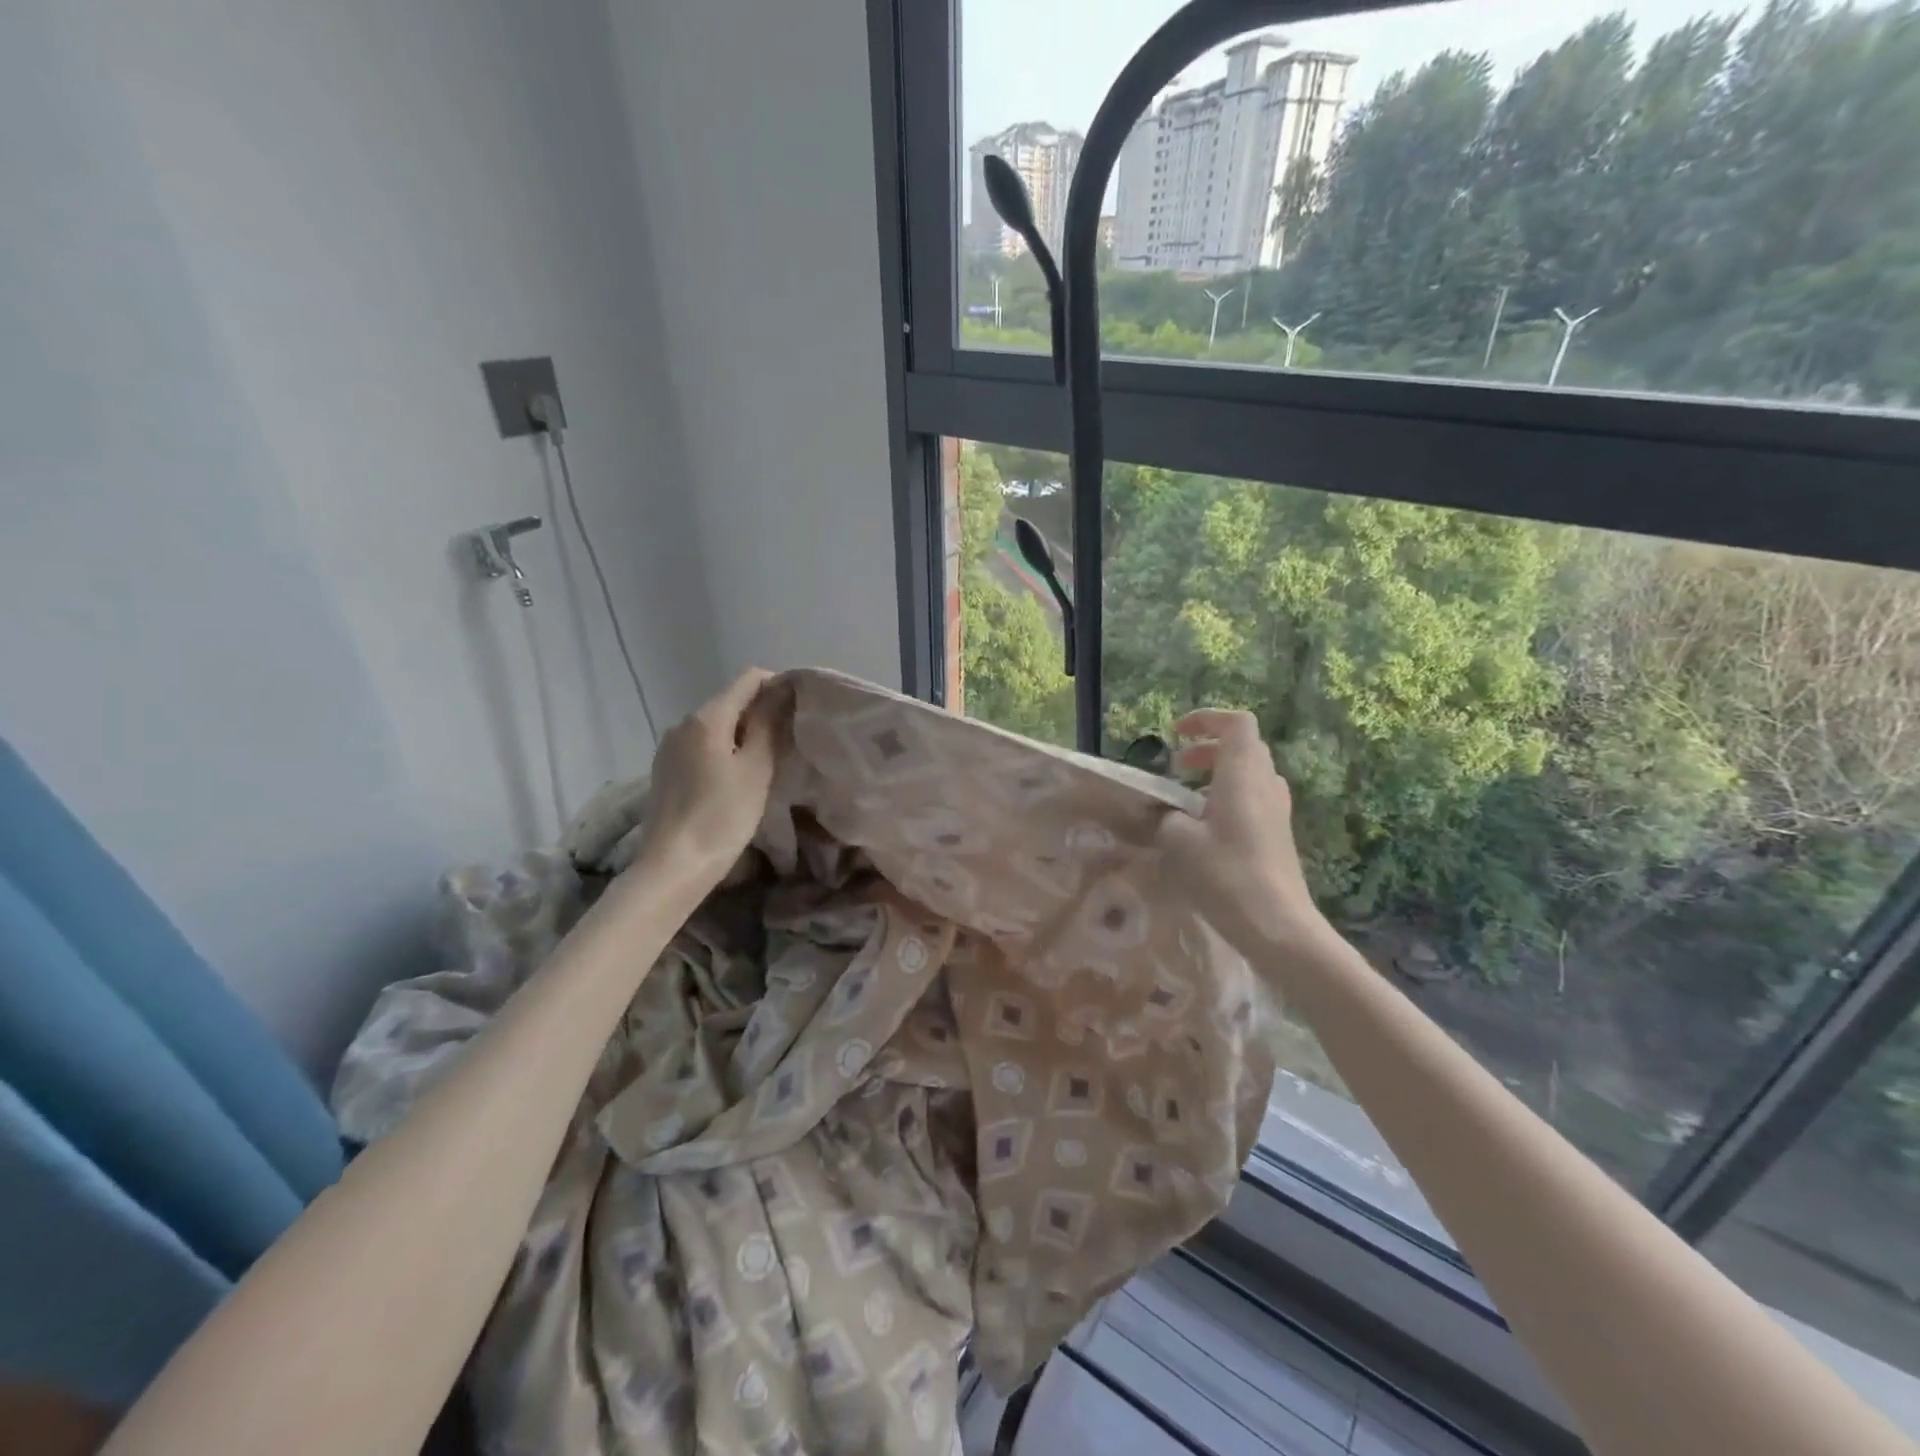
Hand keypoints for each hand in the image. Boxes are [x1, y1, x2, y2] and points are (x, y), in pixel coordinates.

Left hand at [636, 668, 782, 880]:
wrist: (673, 865)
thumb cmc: (722, 816)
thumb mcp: (756, 769)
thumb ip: (769, 725)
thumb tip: (782, 691)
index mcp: (707, 717)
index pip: (748, 679)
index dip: (778, 686)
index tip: (800, 710)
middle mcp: (683, 723)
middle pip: (731, 701)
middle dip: (761, 713)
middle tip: (789, 741)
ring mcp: (670, 746)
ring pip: (716, 725)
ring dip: (743, 734)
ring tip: (766, 762)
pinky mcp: (665, 768)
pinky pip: (702, 746)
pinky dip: (724, 750)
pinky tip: (735, 778)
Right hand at [1156, 709, 1335, 967]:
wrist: (1279, 927)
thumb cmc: (1227, 876)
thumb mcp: (1180, 843)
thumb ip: (1167, 818)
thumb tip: (1167, 814)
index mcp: (1243, 775)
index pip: (1237, 724)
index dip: (1207, 719)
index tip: (1176, 734)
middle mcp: (1266, 785)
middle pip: (1244, 747)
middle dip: (1208, 748)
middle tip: (1177, 766)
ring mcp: (1277, 811)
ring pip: (1249, 774)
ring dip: (1218, 774)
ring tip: (1188, 798)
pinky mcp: (1279, 835)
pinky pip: (1253, 799)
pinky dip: (1228, 797)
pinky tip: (1207, 828)